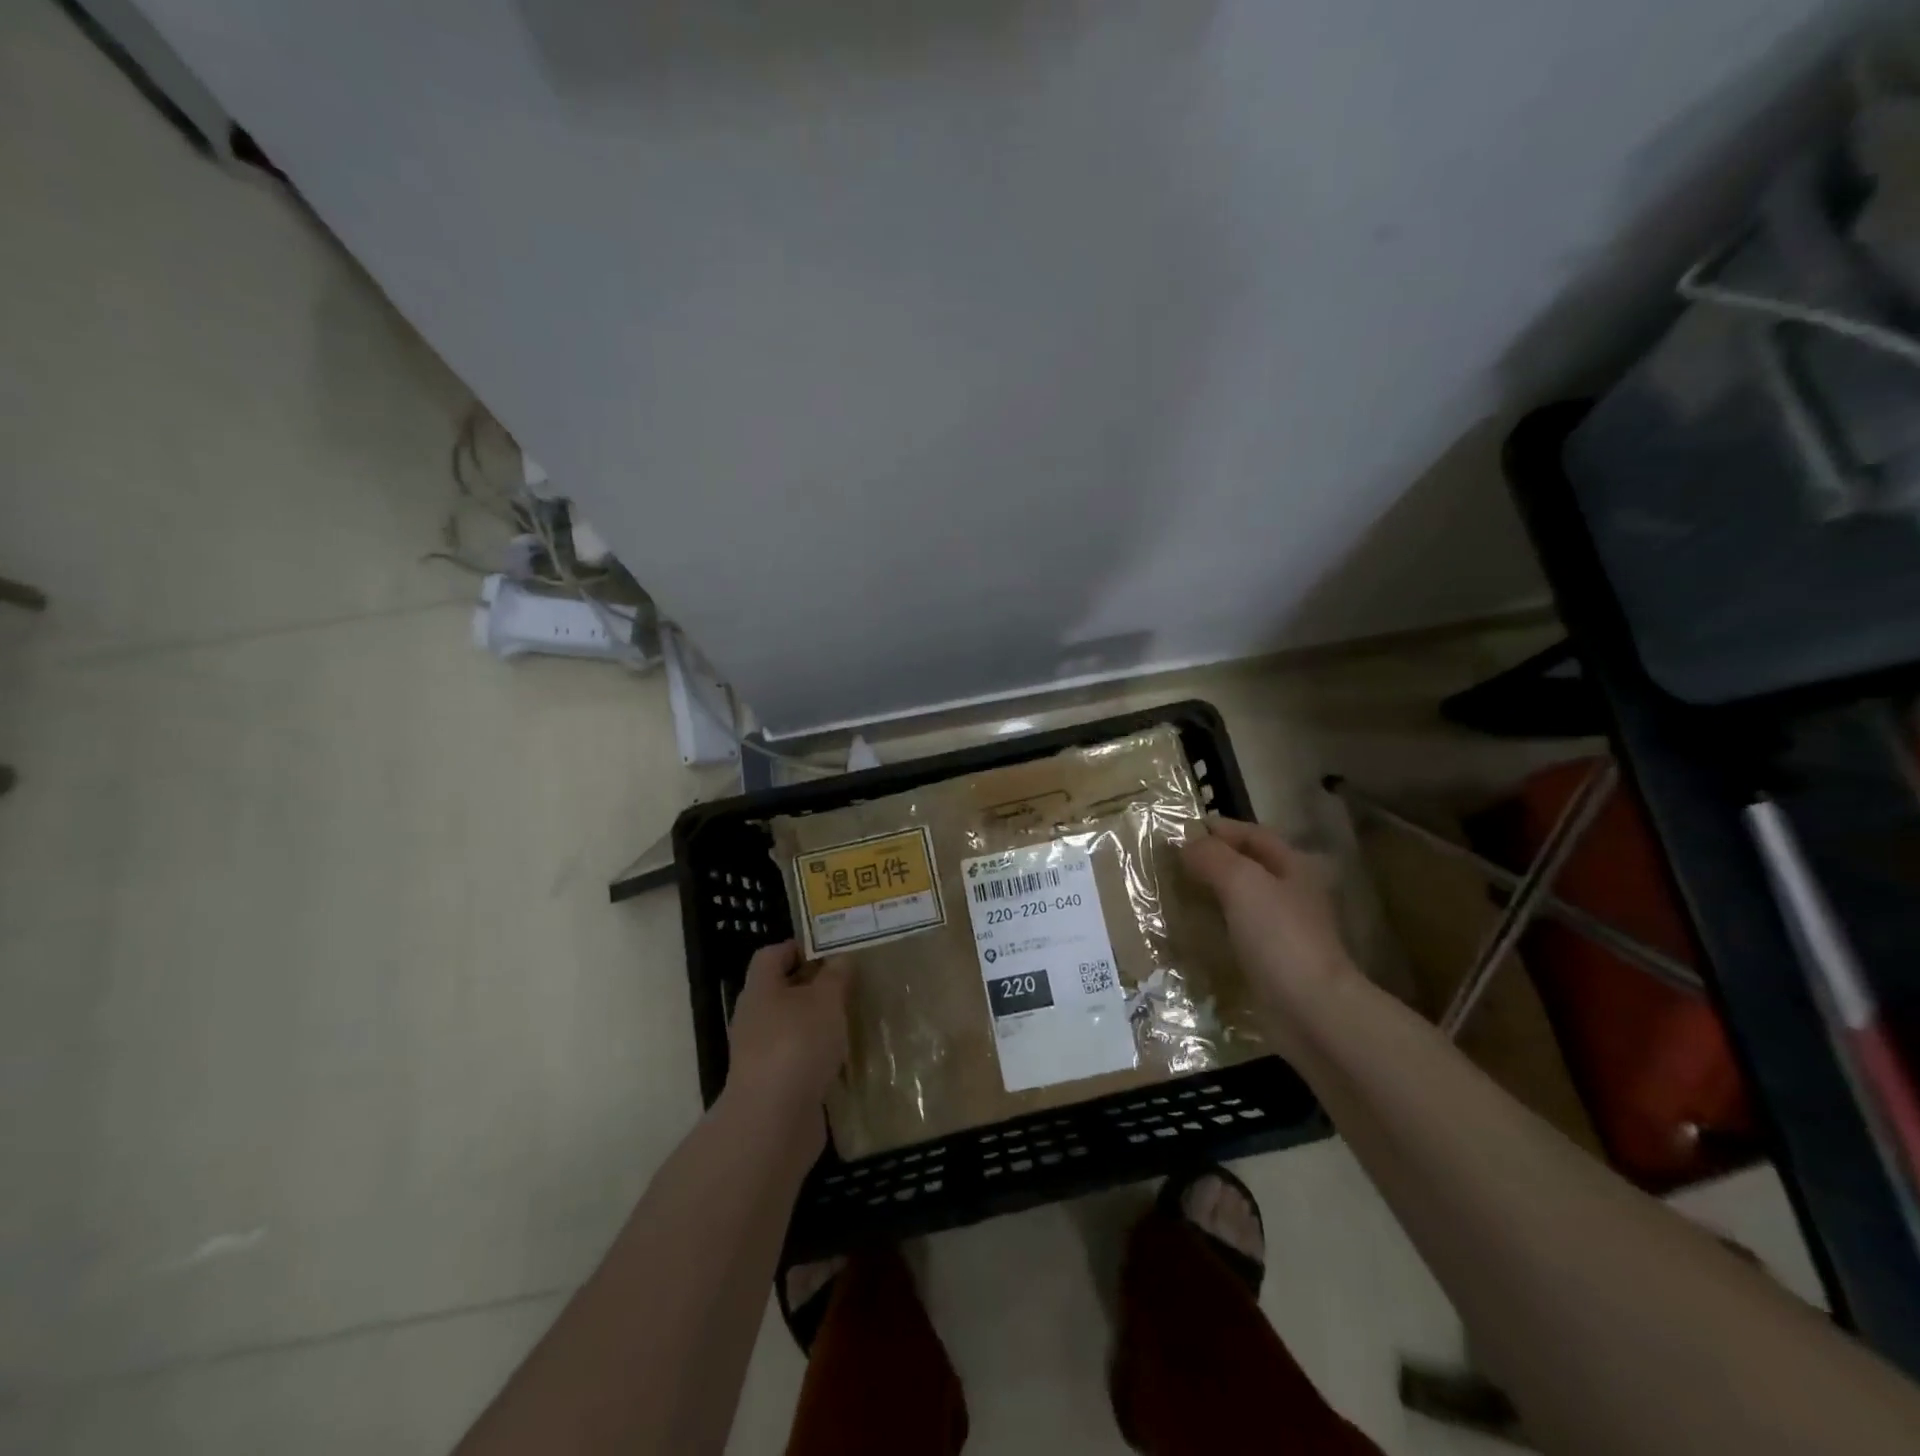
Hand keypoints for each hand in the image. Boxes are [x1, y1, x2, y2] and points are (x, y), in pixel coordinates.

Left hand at [720, 941, 850, 1139]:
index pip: (772, 955)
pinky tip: (845, 1058)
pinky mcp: (774, 1085)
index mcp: (760, 989)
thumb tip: (840, 958)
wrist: (773, 1122)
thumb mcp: (826, 1000)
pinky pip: (798, 1059)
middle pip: (783, 990)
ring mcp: (761, 1054)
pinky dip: (819, 1055)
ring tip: (853, 1019)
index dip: (799, 947)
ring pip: (793, 1026)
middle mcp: (755, 1018)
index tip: (832, 949)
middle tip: (850, 983)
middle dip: (815, 986)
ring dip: (819, 1023)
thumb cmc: (797, 1045)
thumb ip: (835, 976)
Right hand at [1181, 818, 1356, 1035]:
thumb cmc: (1279, 936)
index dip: (1221, 828)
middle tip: (1173, 862)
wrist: (1311, 1009)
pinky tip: (1194, 932)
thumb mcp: (1242, 882)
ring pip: (1243, 900)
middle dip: (1214, 860)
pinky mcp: (1274, 962)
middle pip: (1250, 866)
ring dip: (1213, 894)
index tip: (1182, 830)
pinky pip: (1239, 933)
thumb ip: (1213, 857)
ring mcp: (1285, 930)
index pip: (1254, 835)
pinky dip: (1216, 926)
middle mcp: (1293, 894)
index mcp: (1294, 867)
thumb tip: (1187, 842)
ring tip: (1177, 893)